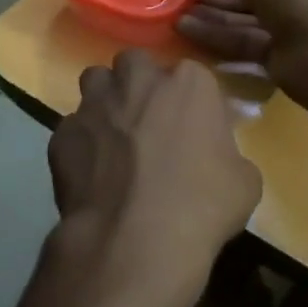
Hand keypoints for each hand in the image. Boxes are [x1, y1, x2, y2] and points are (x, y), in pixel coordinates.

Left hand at [43, 50, 262, 306]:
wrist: (135, 240)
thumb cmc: (202, 206)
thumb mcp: (245, 182)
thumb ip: (229, 154)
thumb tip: (215, 160)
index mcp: (189, 83)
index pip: (191, 76)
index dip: (189, 103)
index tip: (192, 130)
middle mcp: (138, 80)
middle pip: (136, 65)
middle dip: (140, 85)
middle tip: (149, 124)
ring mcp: (95, 103)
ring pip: (96, 82)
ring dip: (106, 101)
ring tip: (114, 138)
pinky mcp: (62, 133)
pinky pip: (73, 128)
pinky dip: (81, 144)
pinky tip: (91, 174)